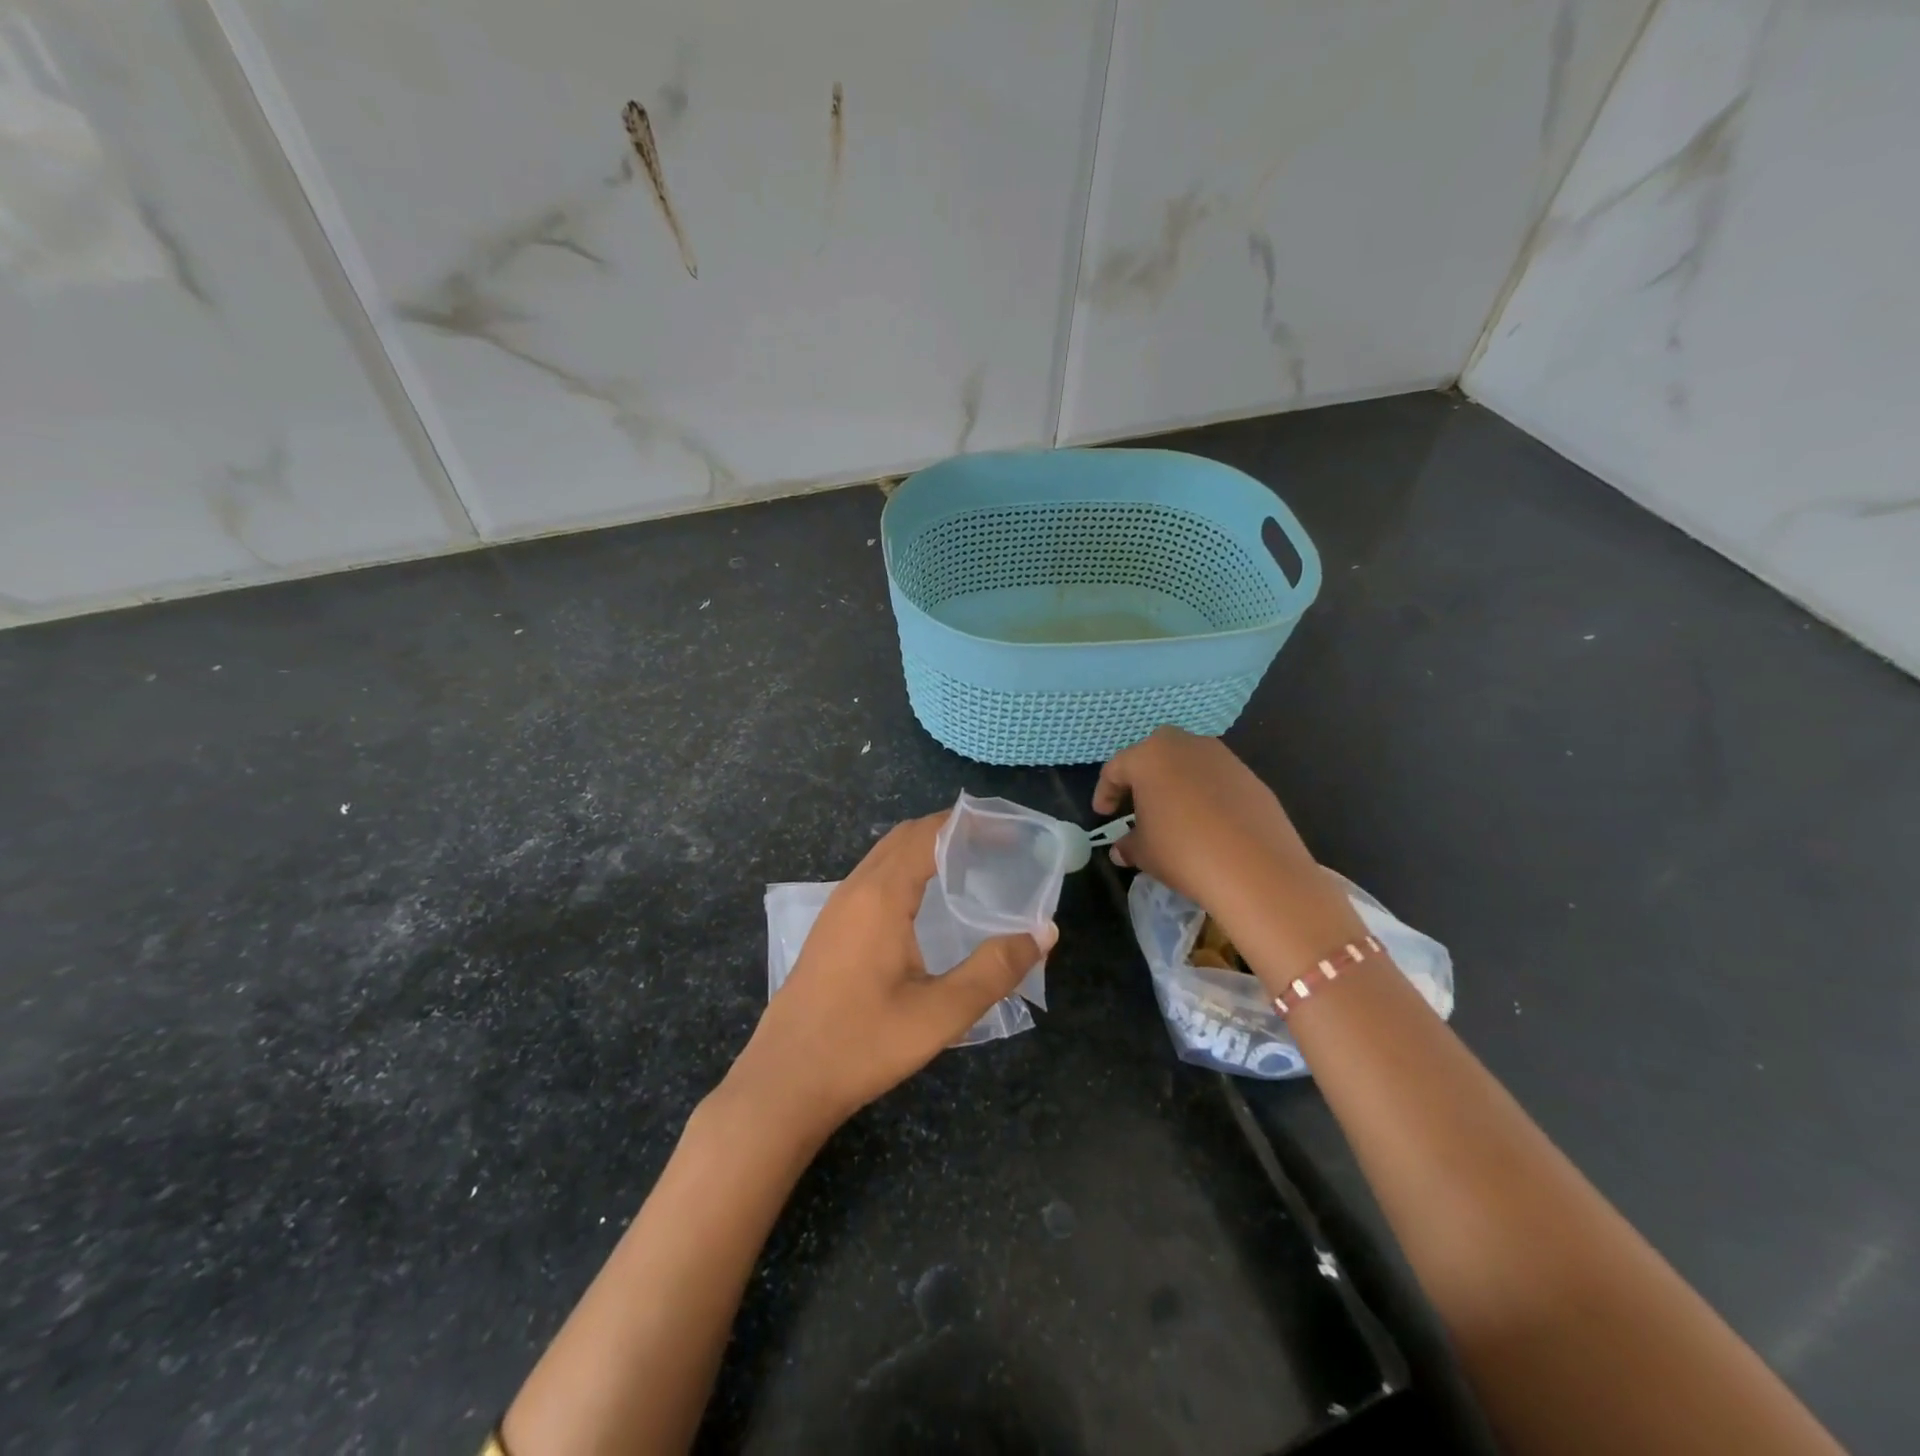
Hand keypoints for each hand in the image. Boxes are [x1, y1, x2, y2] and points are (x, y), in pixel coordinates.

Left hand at [725, 813, 1053, 1141]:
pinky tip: (928, 902)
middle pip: (906, 836)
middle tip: (999, 843)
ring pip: (886, 855)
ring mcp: (837, 908)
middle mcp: (855, 889)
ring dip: (927, 847)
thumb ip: (995, 970)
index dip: (971, 824)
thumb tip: (1043, 932)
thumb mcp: (940, 1013)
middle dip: (952, 830)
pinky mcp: (831, 929)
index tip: (1011, 829)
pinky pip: (874, 877)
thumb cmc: (863, 1044)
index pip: (929, 834)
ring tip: (971, 864)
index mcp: (880, 896)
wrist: (784, 1082)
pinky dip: (907, 868)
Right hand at [1094, 727, 1362, 988]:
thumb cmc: (1183, 852)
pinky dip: (1205, 794)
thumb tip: (1122, 849)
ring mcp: (1222, 757)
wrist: (1256, 867)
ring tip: (1173, 815)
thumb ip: (1128, 844)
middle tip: (1136, 804)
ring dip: (1176, 783)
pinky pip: (1216, 779)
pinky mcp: (1250, 776)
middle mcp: (1185, 745)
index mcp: (1149, 756)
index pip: (1116, 768)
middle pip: (1154, 754)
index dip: (1105, 792)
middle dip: (1142, 776)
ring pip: (1188, 763)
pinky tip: (1207, 824)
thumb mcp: (1144, 852)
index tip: (1103, 815)